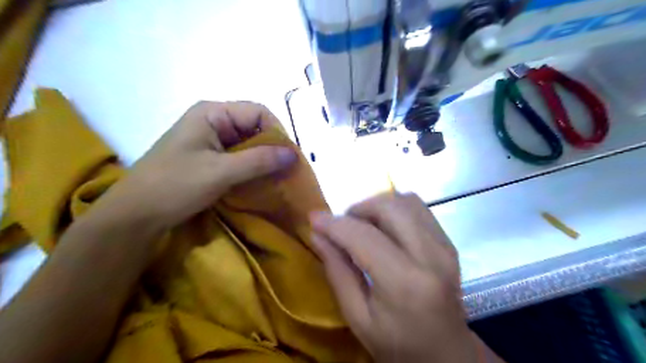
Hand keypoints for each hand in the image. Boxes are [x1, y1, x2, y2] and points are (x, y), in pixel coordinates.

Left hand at [99, 101, 294, 227]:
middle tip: (287, 171)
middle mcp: (214, 122)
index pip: (258, 112)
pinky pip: (240, 158)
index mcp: (213, 113)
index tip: (290, 158)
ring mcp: (211, 141)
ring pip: (249, 145)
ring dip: (264, 160)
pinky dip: (253, 169)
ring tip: (278, 179)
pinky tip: (261, 182)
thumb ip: (259, 160)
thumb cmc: (175, 185)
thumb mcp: (221, 172)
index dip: (277, 132)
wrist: (136, 215)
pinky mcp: (210, 158)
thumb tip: (294, 154)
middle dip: (273, 148)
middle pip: (255, 128)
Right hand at [310, 194, 478, 362]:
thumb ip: (337, 272)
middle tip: (343, 225)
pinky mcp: (449, 242)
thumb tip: (317, 234)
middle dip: (359, 208)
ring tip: (364, 226)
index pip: (363, 236)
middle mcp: (430, 256)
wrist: (447, 354)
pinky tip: (385, 229)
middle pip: (390, 207)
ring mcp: (444, 246)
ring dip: (378, 206)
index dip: (335, 224)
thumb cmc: (397, 344)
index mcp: (404, 283)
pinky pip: (419, 209)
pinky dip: (395, 210)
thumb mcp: (357, 317)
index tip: (314, 218)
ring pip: (406, 201)